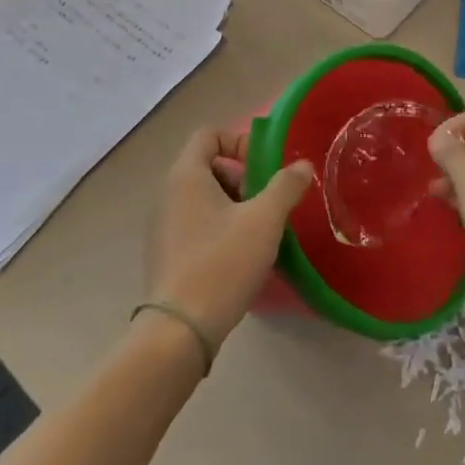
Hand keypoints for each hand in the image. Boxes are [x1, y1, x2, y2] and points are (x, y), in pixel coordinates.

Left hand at [147, 128, 313, 350]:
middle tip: (266, 204)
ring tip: (258, 233)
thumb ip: (286, 186)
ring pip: (203, 198)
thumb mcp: (265, 219)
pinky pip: (195, 225)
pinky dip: (218, 229)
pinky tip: (238, 258)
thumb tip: (302, 166)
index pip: (209, 134)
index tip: (264, 168)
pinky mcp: (165, 254)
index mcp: (186, 175)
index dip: (239, 141)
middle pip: (207, 166)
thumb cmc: (222, 262)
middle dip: (242, 178)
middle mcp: (167, 194)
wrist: (179, 330)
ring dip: (233, 206)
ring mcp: (162, 226)